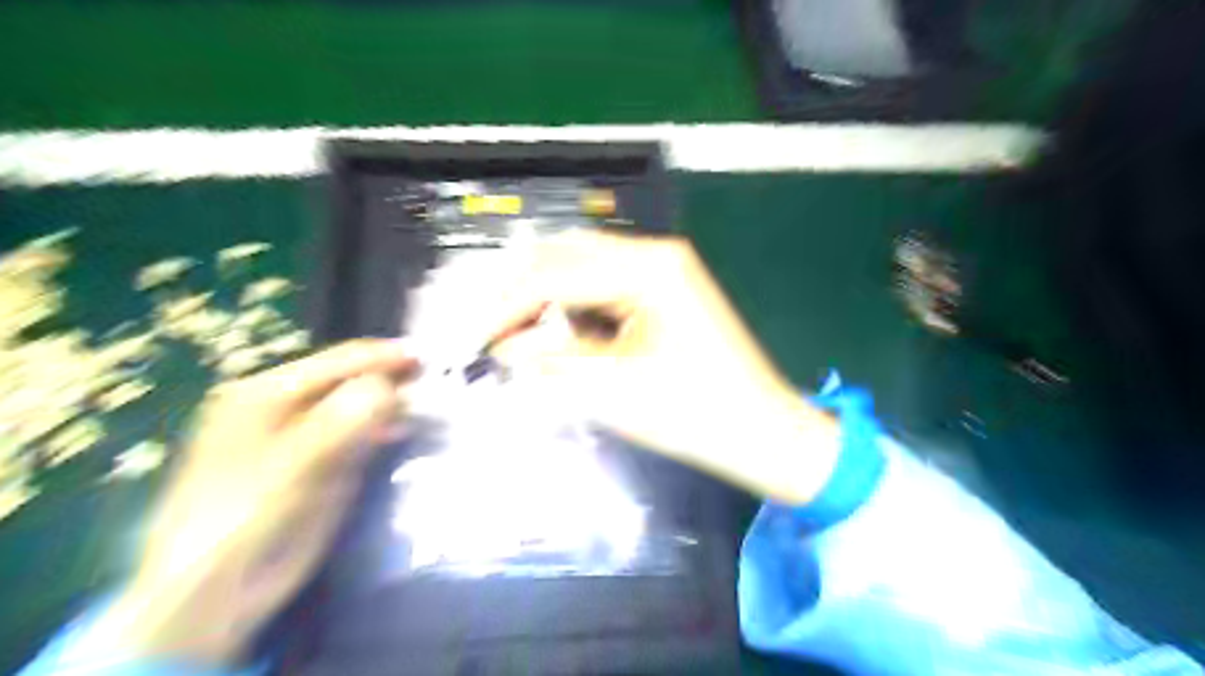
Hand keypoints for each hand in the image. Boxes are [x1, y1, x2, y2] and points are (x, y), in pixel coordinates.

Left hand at [88, 340, 419, 667]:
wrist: (214, 592)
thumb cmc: (248, 520)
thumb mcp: (296, 466)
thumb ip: (342, 420)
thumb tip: (389, 385)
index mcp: (267, 393)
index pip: (339, 361)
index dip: (385, 356)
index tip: (429, 357)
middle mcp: (283, 405)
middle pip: (348, 378)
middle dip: (391, 378)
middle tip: (434, 381)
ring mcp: (299, 434)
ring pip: (355, 405)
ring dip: (389, 404)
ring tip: (426, 406)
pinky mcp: (314, 462)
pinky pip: (354, 433)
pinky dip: (380, 429)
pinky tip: (398, 434)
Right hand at [489, 231, 839, 504]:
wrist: (761, 432)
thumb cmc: (695, 412)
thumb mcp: (613, 387)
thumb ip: (549, 361)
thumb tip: (502, 347)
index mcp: (649, 267)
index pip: (556, 273)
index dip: (507, 306)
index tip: (471, 338)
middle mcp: (655, 255)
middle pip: (567, 258)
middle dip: (522, 295)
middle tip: (487, 333)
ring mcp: (662, 272)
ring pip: (581, 271)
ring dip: (546, 301)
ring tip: (517, 339)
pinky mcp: (662, 293)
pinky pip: (603, 290)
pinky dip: (574, 311)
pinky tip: (560, 338)